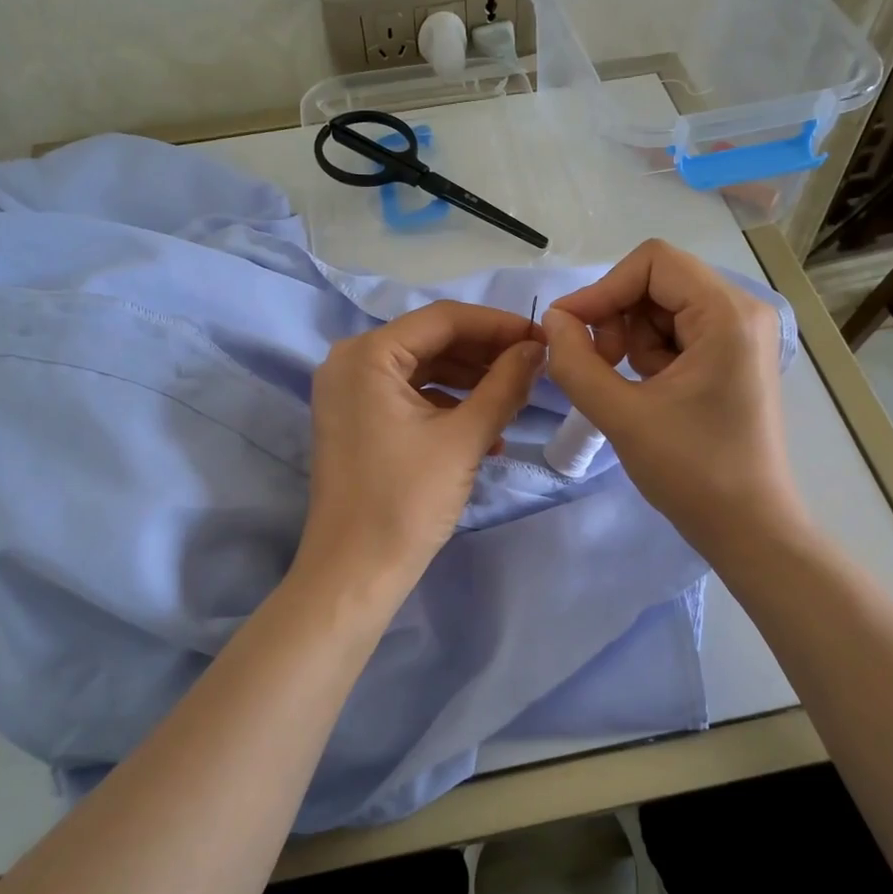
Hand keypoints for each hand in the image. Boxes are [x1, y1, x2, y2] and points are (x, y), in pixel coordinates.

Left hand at [300, 300, 545, 602]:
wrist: (354, 573)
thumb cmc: (406, 501)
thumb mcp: (465, 438)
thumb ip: (505, 385)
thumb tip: (537, 348)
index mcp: (367, 354)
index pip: (443, 319)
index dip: (498, 325)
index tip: (543, 339)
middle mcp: (350, 362)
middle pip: (432, 342)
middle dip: (486, 356)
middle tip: (534, 370)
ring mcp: (349, 393)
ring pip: (423, 370)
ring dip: (471, 384)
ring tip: (516, 403)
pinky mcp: (356, 421)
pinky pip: (409, 397)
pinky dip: (448, 407)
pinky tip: (487, 433)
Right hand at [542, 240, 806, 553]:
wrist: (749, 528)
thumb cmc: (692, 472)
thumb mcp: (621, 415)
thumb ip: (576, 361)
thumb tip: (552, 320)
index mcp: (728, 314)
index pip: (653, 262)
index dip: (603, 288)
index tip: (570, 329)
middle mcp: (743, 311)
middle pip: (658, 281)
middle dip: (617, 317)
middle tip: (600, 366)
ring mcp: (741, 335)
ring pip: (662, 308)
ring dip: (631, 340)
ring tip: (628, 388)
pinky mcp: (733, 358)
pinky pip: (677, 333)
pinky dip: (650, 355)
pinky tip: (648, 394)